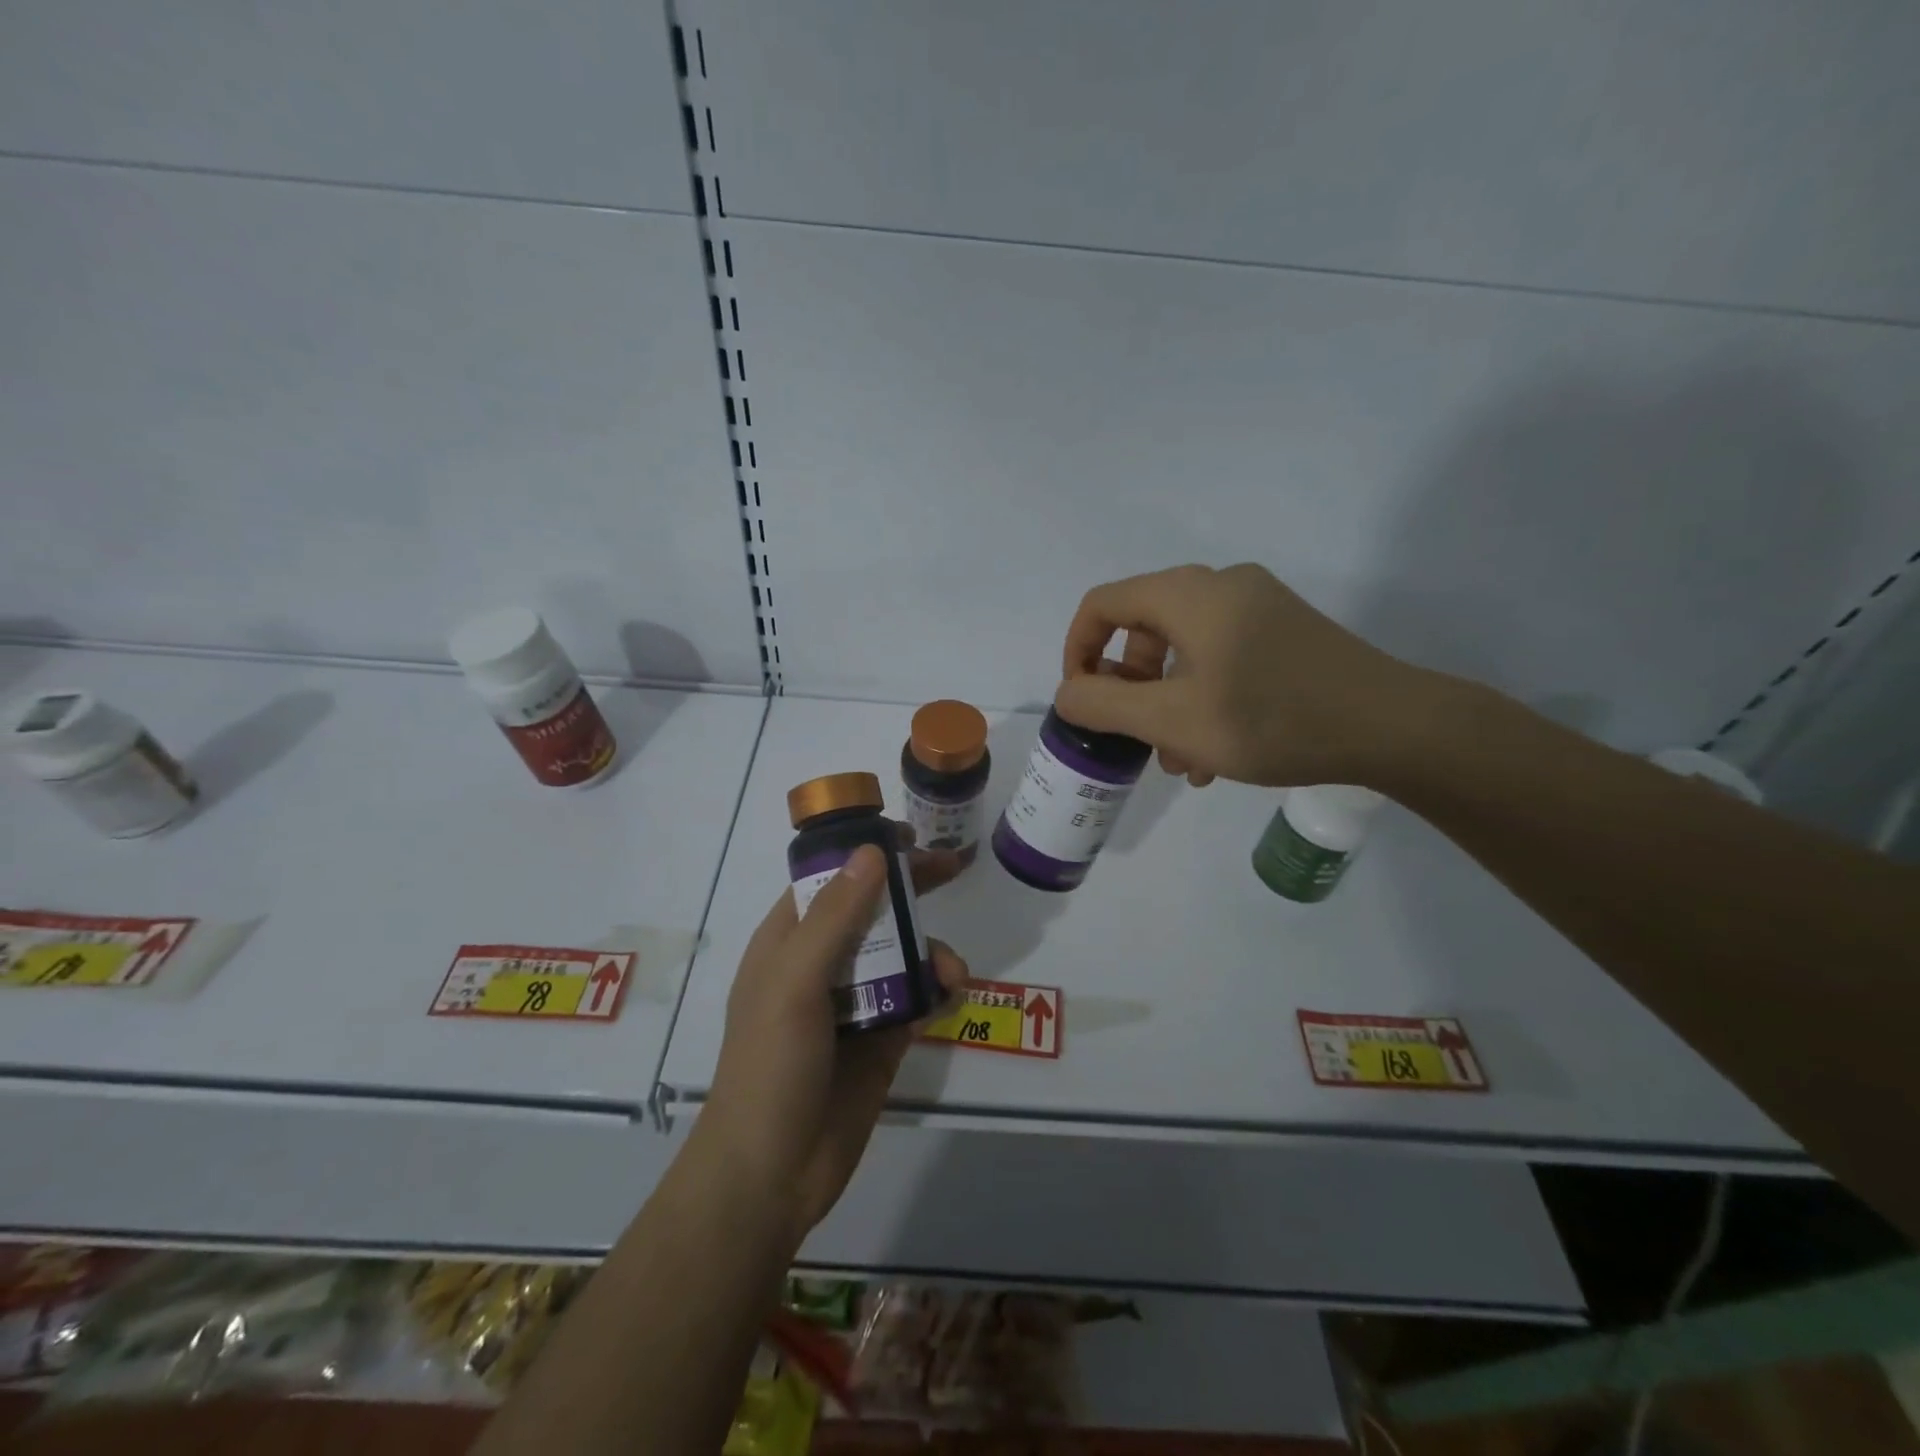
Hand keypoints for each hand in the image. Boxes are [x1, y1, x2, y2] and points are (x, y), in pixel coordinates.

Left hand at [702, 840, 967, 1242]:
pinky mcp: (882, 1037)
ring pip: (901, 952)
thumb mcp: (795, 982)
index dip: (865, 853)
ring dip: (931, 950)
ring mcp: (853, 1001)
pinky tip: (953, 993)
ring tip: (953, 971)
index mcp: (789, 940)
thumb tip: (872, 852)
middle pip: (871, 908)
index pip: (830, 878)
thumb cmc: (771, 1066)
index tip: (908, 838)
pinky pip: (917, 997)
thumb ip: (836, 917)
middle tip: (954, 868)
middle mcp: (821, 963)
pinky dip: (938, 988)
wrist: (772, 1174)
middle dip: (910, 888)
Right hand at [1056, 563, 1431, 787]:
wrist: (1394, 727)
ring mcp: (1257, 606)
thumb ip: (1105, 705)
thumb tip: (1068, 693)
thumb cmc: (1271, 719)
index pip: (1102, 604)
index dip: (1078, 650)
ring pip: (1182, 650)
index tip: (1083, 701)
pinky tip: (1216, 752)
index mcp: (1187, 594)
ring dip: (1166, 703)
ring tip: (1181, 761)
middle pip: (1142, 628)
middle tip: (1139, 740)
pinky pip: (1219, 656)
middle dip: (1129, 689)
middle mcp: (1220, 586)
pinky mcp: (1283, 631)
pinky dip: (1202, 696)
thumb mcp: (1173, 721)